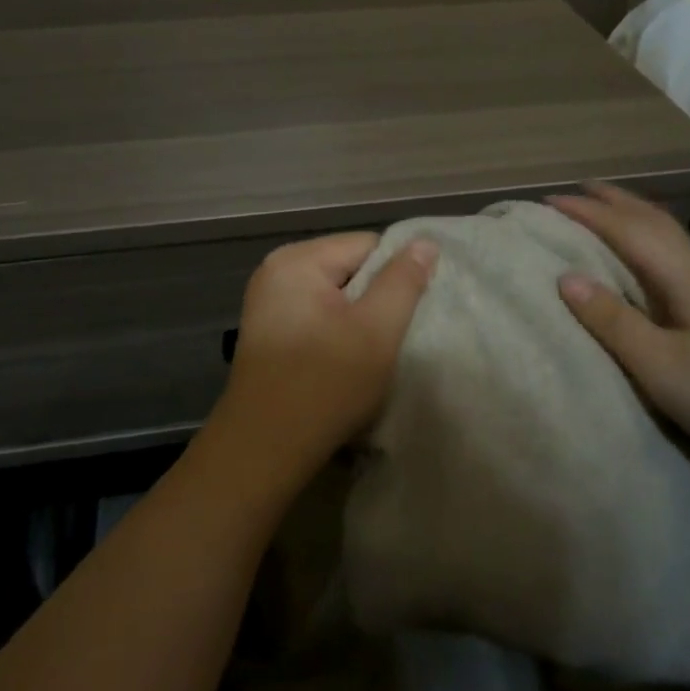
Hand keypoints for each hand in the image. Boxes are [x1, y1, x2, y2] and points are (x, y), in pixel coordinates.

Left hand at [204, 232, 438, 490]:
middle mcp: (276, 270)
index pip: (367, 245)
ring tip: (369, 352)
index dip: (396, 276)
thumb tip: (424, 242)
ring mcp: (268, 302)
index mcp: (297, 260)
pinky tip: (343, 362)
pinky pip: (315, 315)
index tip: (409, 314)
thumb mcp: (376, 330)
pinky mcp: (268, 331)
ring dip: (357, 319)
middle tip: (390, 337)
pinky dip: (336, 332)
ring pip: (334, 295)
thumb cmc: (325, 384)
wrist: (264, 448)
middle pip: (348, 267)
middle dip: (375, 298)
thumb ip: (403, 281)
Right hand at [548, 183, 689, 482]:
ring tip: (606, 213)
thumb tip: (566, 276)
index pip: (631, 232)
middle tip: (578, 188)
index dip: (589, 213)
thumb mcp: (659, 366)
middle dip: (617, 202)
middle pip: (658, 224)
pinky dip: (649, 244)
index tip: (548, 200)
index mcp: (688, 281)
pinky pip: (677, 262)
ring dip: (635, 219)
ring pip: (671, 241)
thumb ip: (613, 320)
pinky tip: (645, 262)